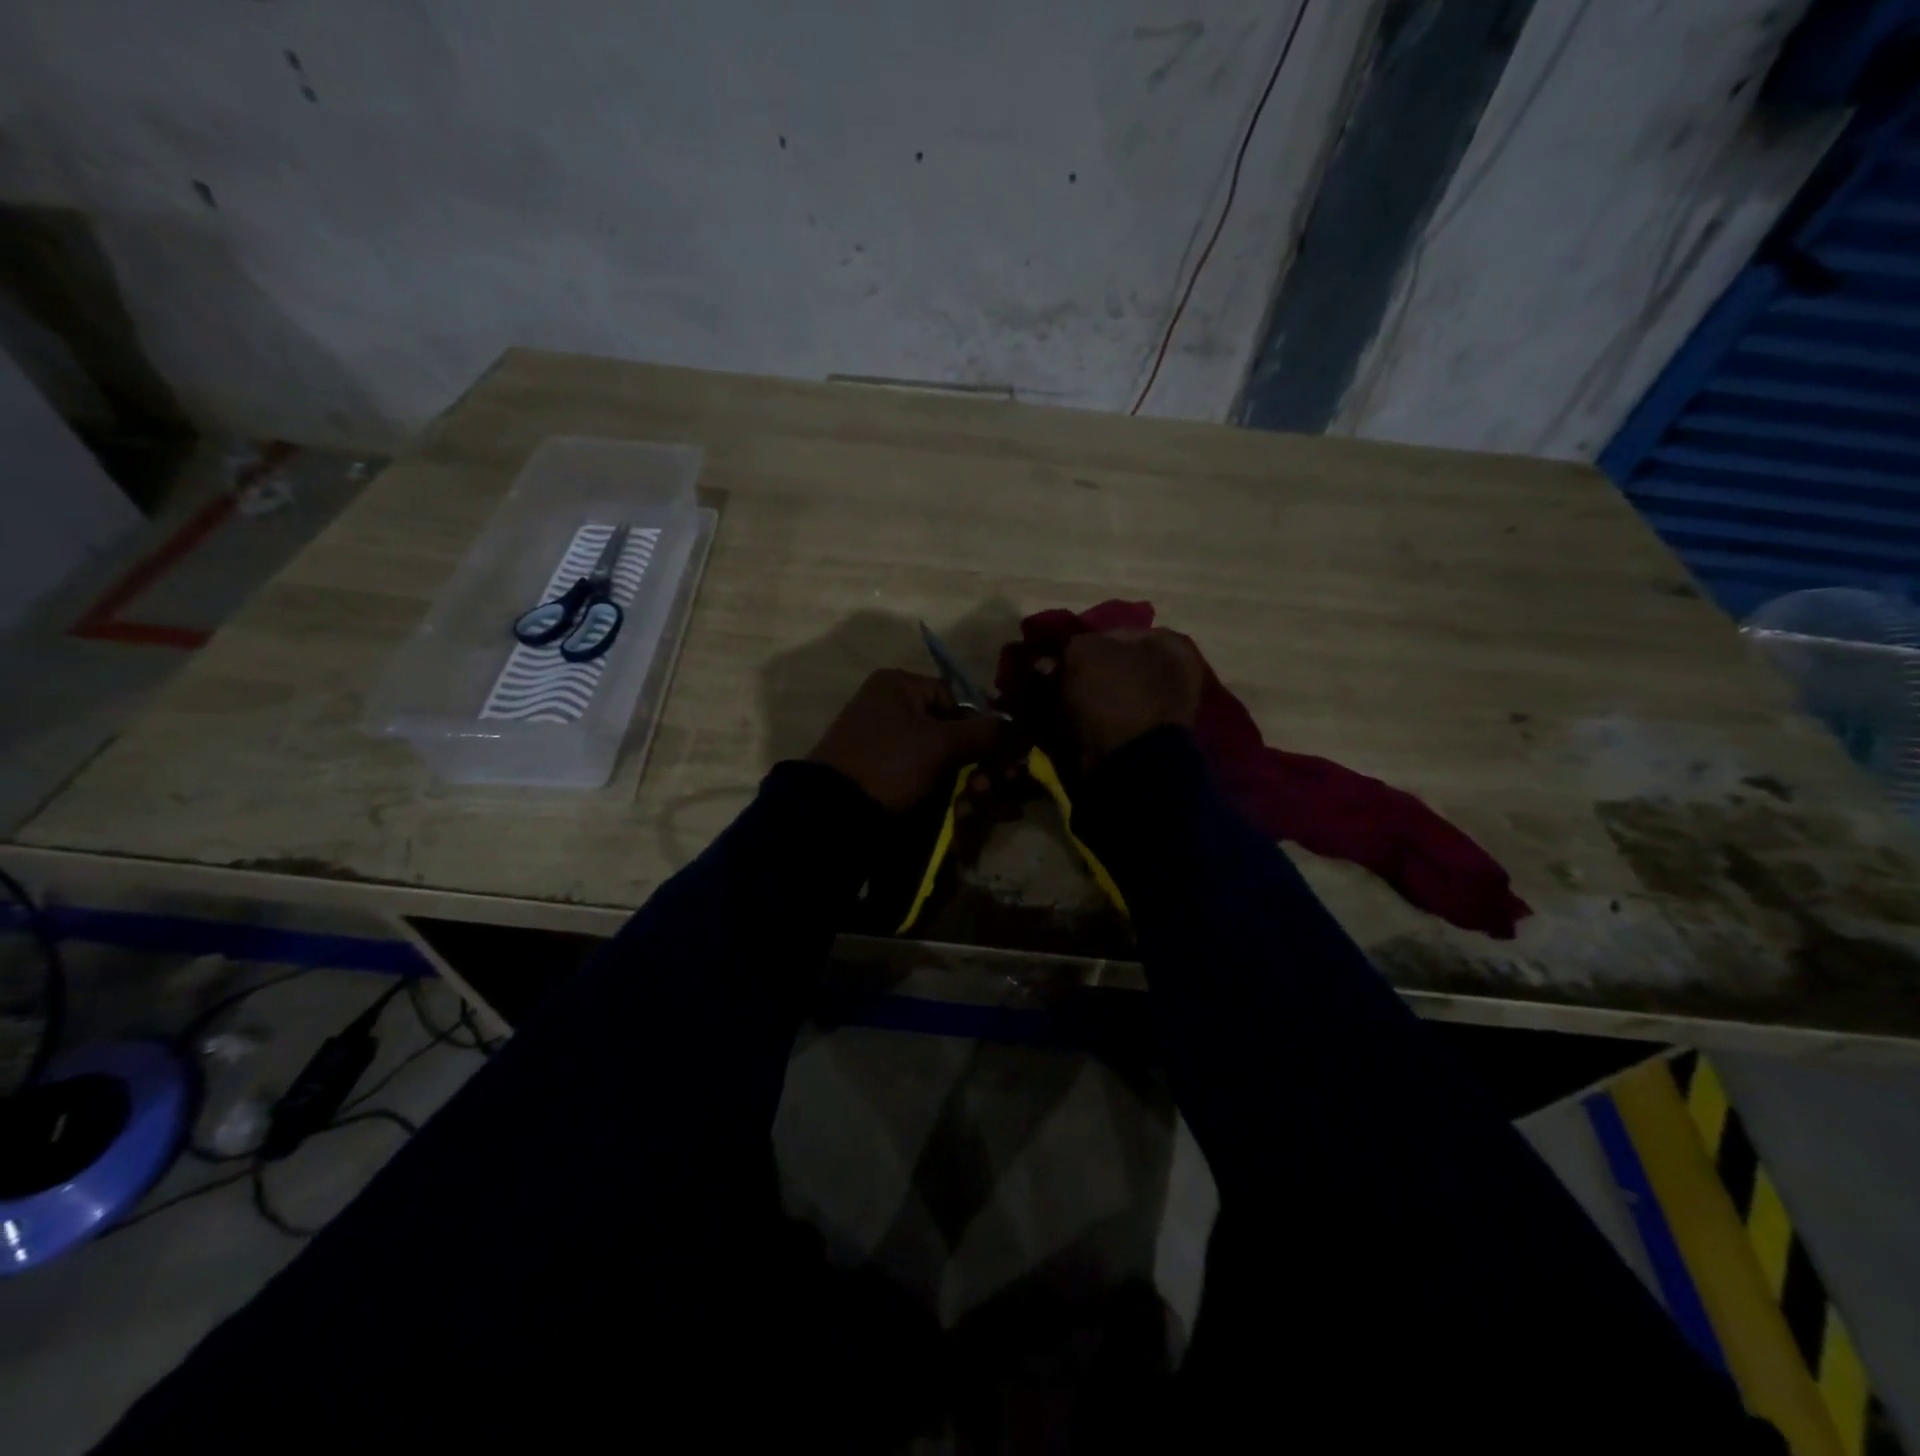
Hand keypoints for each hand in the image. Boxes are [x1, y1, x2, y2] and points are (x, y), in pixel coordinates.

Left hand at [807, 669, 1003, 811]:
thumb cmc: (890, 762)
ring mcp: (882, 742)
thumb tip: (1019, 727)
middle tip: (988, 789)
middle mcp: (890, 706)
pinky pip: (920, 777)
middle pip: (949, 732)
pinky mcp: (879, 773)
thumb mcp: (940, 745)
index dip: (980, 728)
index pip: (956, 699)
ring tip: (972, 807)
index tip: (999, 756)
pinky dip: (940, 793)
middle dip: (975, 763)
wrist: (832, 810)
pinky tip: (958, 813)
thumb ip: (984, 733)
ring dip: (962, 783)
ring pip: (938, 759)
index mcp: (898, 685)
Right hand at [1057, 628, 1202, 764]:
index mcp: (1170, 644)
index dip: (1082, 643)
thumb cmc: (1115, 694)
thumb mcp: (1085, 653)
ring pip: (1112, 695)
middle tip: (1055, 680)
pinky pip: (1112, 721)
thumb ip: (1071, 646)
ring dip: (1086, 698)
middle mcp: (1175, 673)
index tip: (1057, 658)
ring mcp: (1165, 710)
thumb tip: (1056, 658)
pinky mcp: (1149, 740)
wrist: (1131, 760)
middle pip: (1115, 666)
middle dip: (1084, 673)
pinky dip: (1092, 721)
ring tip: (1058, 703)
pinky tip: (1070, 723)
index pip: (1115, 633)